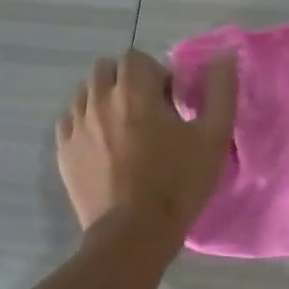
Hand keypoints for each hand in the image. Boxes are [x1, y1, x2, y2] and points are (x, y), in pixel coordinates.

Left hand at [57, 48, 237, 239]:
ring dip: (104, 100)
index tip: (168, 102)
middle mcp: (98, 99)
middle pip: (106, 69)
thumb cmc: (177, 183)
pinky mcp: (63, 151)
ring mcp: (76, 125)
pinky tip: (104, 147)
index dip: (154, 73)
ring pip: (85, 92)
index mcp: (133, 91)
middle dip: (126, 81)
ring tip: (124, 130)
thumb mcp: (212, 137)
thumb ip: (221, 90)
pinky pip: (70, 120)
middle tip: (147, 112)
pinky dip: (85, 123)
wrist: (133, 234)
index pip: (135, 57)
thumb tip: (224, 54)